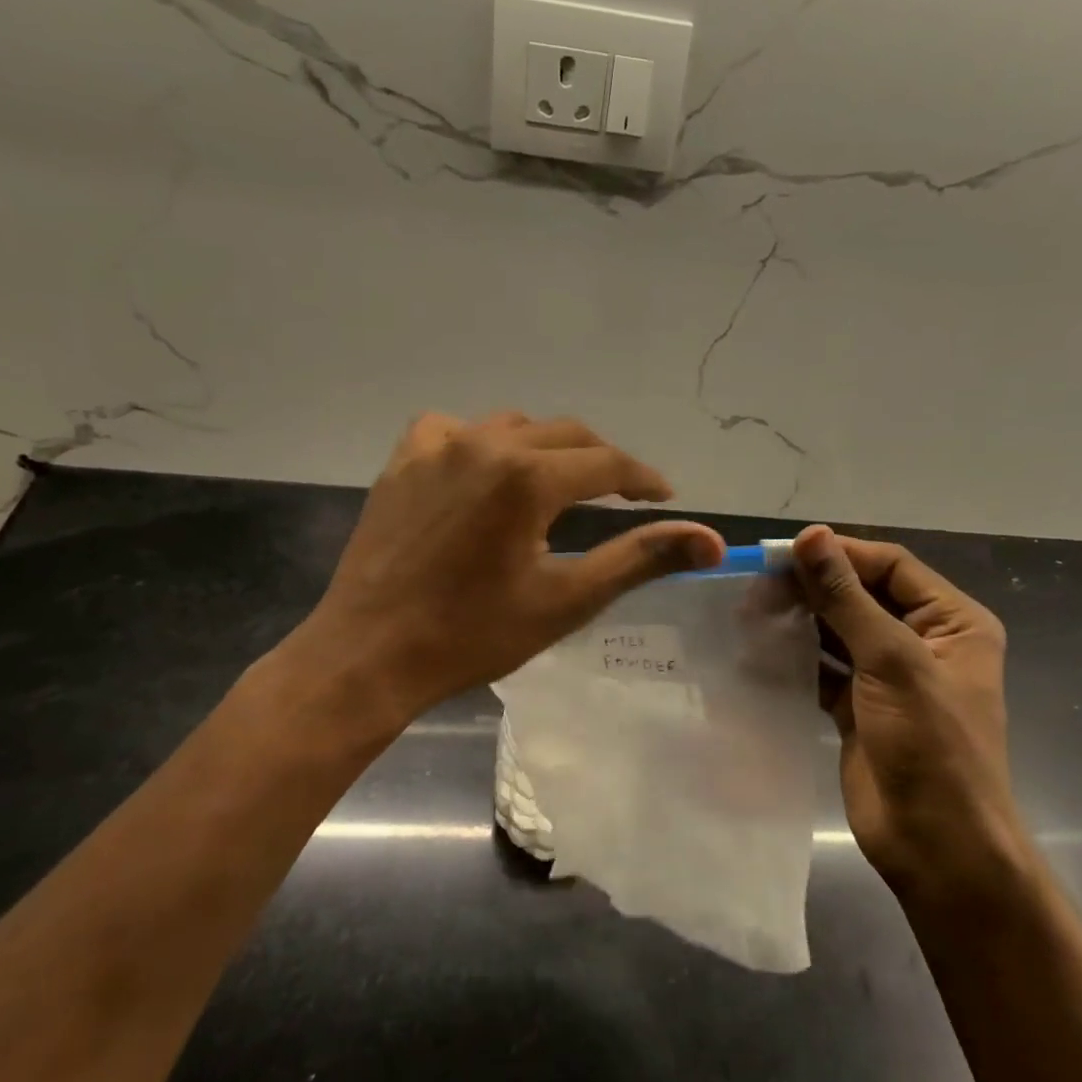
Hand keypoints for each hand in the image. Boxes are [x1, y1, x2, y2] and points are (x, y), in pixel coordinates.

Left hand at [283, 412, 723, 721]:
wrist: (369, 655)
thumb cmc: (473, 635)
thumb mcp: (567, 599)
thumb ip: (641, 559)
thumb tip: (712, 540)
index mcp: (528, 477)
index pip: (608, 463)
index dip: (643, 478)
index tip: (664, 496)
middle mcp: (485, 444)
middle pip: (566, 435)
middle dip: (602, 461)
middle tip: (622, 494)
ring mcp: (437, 447)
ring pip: (513, 427)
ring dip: (546, 449)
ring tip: (559, 484)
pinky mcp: (402, 461)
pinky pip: (454, 430)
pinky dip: (482, 443)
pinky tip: (484, 472)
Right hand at [790, 525, 1030, 912]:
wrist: (937, 845)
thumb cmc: (931, 745)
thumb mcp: (892, 661)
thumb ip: (847, 598)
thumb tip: (811, 536)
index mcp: (953, 622)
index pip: (891, 566)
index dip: (840, 554)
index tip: (783, 551)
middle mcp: (924, 641)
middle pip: (862, 596)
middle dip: (814, 588)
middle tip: (757, 584)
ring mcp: (889, 677)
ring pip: (839, 631)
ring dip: (800, 620)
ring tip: (751, 611)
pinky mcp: (859, 708)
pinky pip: (825, 669)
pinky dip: (796, 658)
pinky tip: (759, 649)